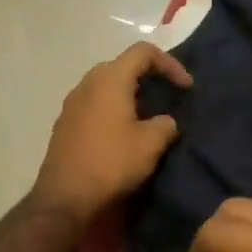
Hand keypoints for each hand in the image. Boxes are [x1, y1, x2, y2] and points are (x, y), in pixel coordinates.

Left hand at [32, 42, 190, 221]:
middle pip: (123, 65)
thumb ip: (165, 124)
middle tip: (168, 96)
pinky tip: (124, 133)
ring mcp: (72, 104)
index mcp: (110, 80)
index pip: (143, 52)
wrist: (64, 199)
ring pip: (107, 86)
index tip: (186, 87)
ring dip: (131, 94)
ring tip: (149, 116)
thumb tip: (164, 122)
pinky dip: (114, 109)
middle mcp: (87, 84)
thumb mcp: (151, 144)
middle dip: (150, 77)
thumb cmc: (111, 163)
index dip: (170, 64)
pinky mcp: (65, 124)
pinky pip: (95, 104)